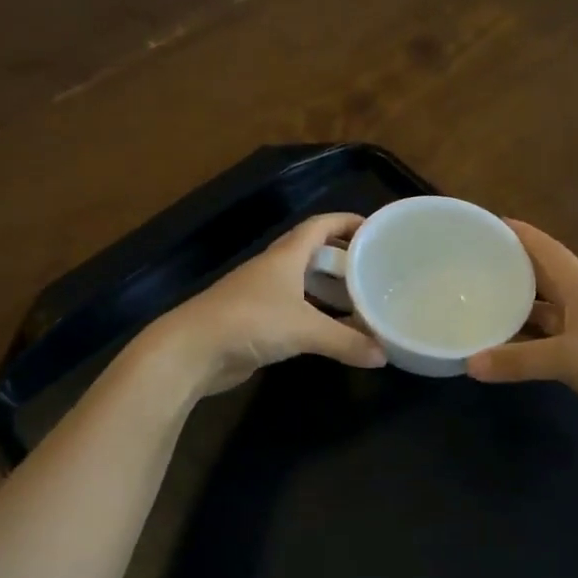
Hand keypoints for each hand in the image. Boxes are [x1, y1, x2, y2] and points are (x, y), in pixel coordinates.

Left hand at [147, 212, 386, 398]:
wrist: (193, 350)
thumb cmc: (250, 322)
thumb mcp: (304, 329)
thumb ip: (346, 341)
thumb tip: (384, 356)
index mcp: (285, 256)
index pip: (320, 225)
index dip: (346, 222)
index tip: (375, 229)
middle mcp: (274, 269)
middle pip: (312, 253)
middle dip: (342, 257)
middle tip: (373, 270)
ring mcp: (262, 296)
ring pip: (303, 284)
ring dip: (329, 289)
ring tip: (361, 301)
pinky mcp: (255, 322)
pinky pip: (294, 311)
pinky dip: (315, 316)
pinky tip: (332, 331)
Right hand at [467, 221, 577, 447]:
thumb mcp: (571, 358)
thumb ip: (519, 360)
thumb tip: (468, 364)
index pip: (543, 249)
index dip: (516, 233)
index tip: (483, 223)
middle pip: (537, 279)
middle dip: (506, 270)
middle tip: (464, 267)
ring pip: (539, 315)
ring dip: (511, 311)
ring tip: (471, 307)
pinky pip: (544, 345)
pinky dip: (521, 346)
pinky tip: (496, 351)